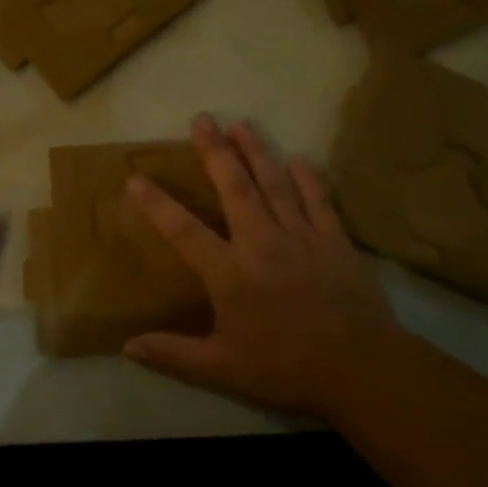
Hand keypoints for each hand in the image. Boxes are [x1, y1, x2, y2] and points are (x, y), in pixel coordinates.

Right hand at [124, 113, 405, 417]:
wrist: (361, 367)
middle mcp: (261, 243)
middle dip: (215, 151)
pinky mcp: (335, 241)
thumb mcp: (222, 368)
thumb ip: (173, 355)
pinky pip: (318, 201)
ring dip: (257, 151)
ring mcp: (301, 237)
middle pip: (234, 188)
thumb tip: (127, 347)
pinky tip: (298, 156)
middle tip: (202, 118)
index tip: (135, 179)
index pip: (183, 231)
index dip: (157, 205)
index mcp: (229, 272)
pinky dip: (307, 177)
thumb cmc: (285, 367)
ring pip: (275, 184)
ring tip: (241, 123)